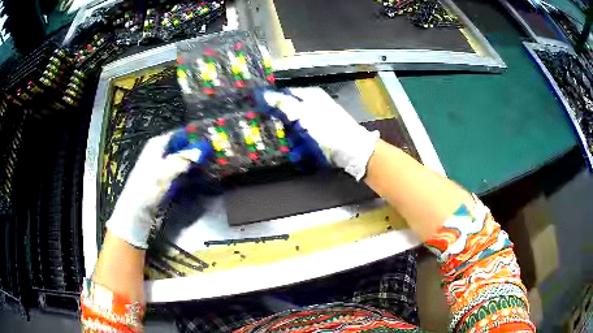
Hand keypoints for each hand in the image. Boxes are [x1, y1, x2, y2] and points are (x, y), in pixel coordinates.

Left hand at [106, 132, 209, 248]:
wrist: (136, 210)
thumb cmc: (147, 188)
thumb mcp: (165, 172)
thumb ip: (183, 159)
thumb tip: (203, 149)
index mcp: (158, 143)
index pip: (181, 133)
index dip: (195, 135)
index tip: (212, 138)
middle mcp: (160, 150)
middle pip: (182, 145)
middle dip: (197, 148)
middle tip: (215, 152)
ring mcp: (161, 163)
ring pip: (182, 157)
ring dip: (194, 160)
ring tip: (211, 163)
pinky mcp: (164, 176)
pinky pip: (180, 168)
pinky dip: (189, 170)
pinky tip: (199, 174)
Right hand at [264, 87, 379, 179]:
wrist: (352, 150)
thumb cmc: (327, 129)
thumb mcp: (302, 114)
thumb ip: (282, 103)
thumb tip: (264, 94)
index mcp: (310, 95)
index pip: (285, 93)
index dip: (273, 102)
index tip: (262, 113)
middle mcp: (314, 104)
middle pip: (289, 110)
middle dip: (282, 123)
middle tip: (277, 133)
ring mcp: (318, 119)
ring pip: (295, 125)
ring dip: (291, 136)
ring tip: (292, 146)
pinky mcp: (321, 132)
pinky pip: (304, 136)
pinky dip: (300, 143)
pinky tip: (300, 151)